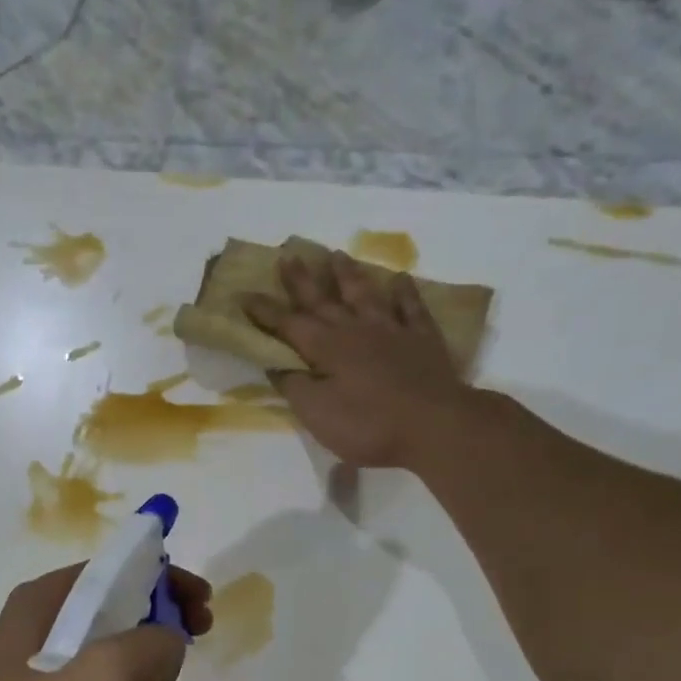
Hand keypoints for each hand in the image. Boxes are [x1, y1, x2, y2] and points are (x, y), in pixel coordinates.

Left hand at [0, 564, 212, 680]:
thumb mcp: (112, 677)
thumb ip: (154, 643)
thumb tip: (164, 646)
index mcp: (41, 606)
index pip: (112, 572)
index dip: (164, 581)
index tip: (202, 605)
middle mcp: (31, 636)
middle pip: (114, 621)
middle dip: (163, 642)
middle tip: (200, 650)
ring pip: (107, 675)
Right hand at [241, 250, 470, 470]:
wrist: (435, 425)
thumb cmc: (369, 425)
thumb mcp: (318, 414)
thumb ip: (295, 387)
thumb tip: (277, 366)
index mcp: (327, 348)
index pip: (288, 325)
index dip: (265, 311)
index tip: (244, 295)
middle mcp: (356, 330)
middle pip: (324, 300)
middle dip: (302, 281)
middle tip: (288, 256)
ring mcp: (392, 331)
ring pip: (365, 295)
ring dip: (348, 275)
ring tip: (336, 255)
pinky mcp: (423, 340)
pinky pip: (411, 308)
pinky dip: (404, 292)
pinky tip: (400, 279)